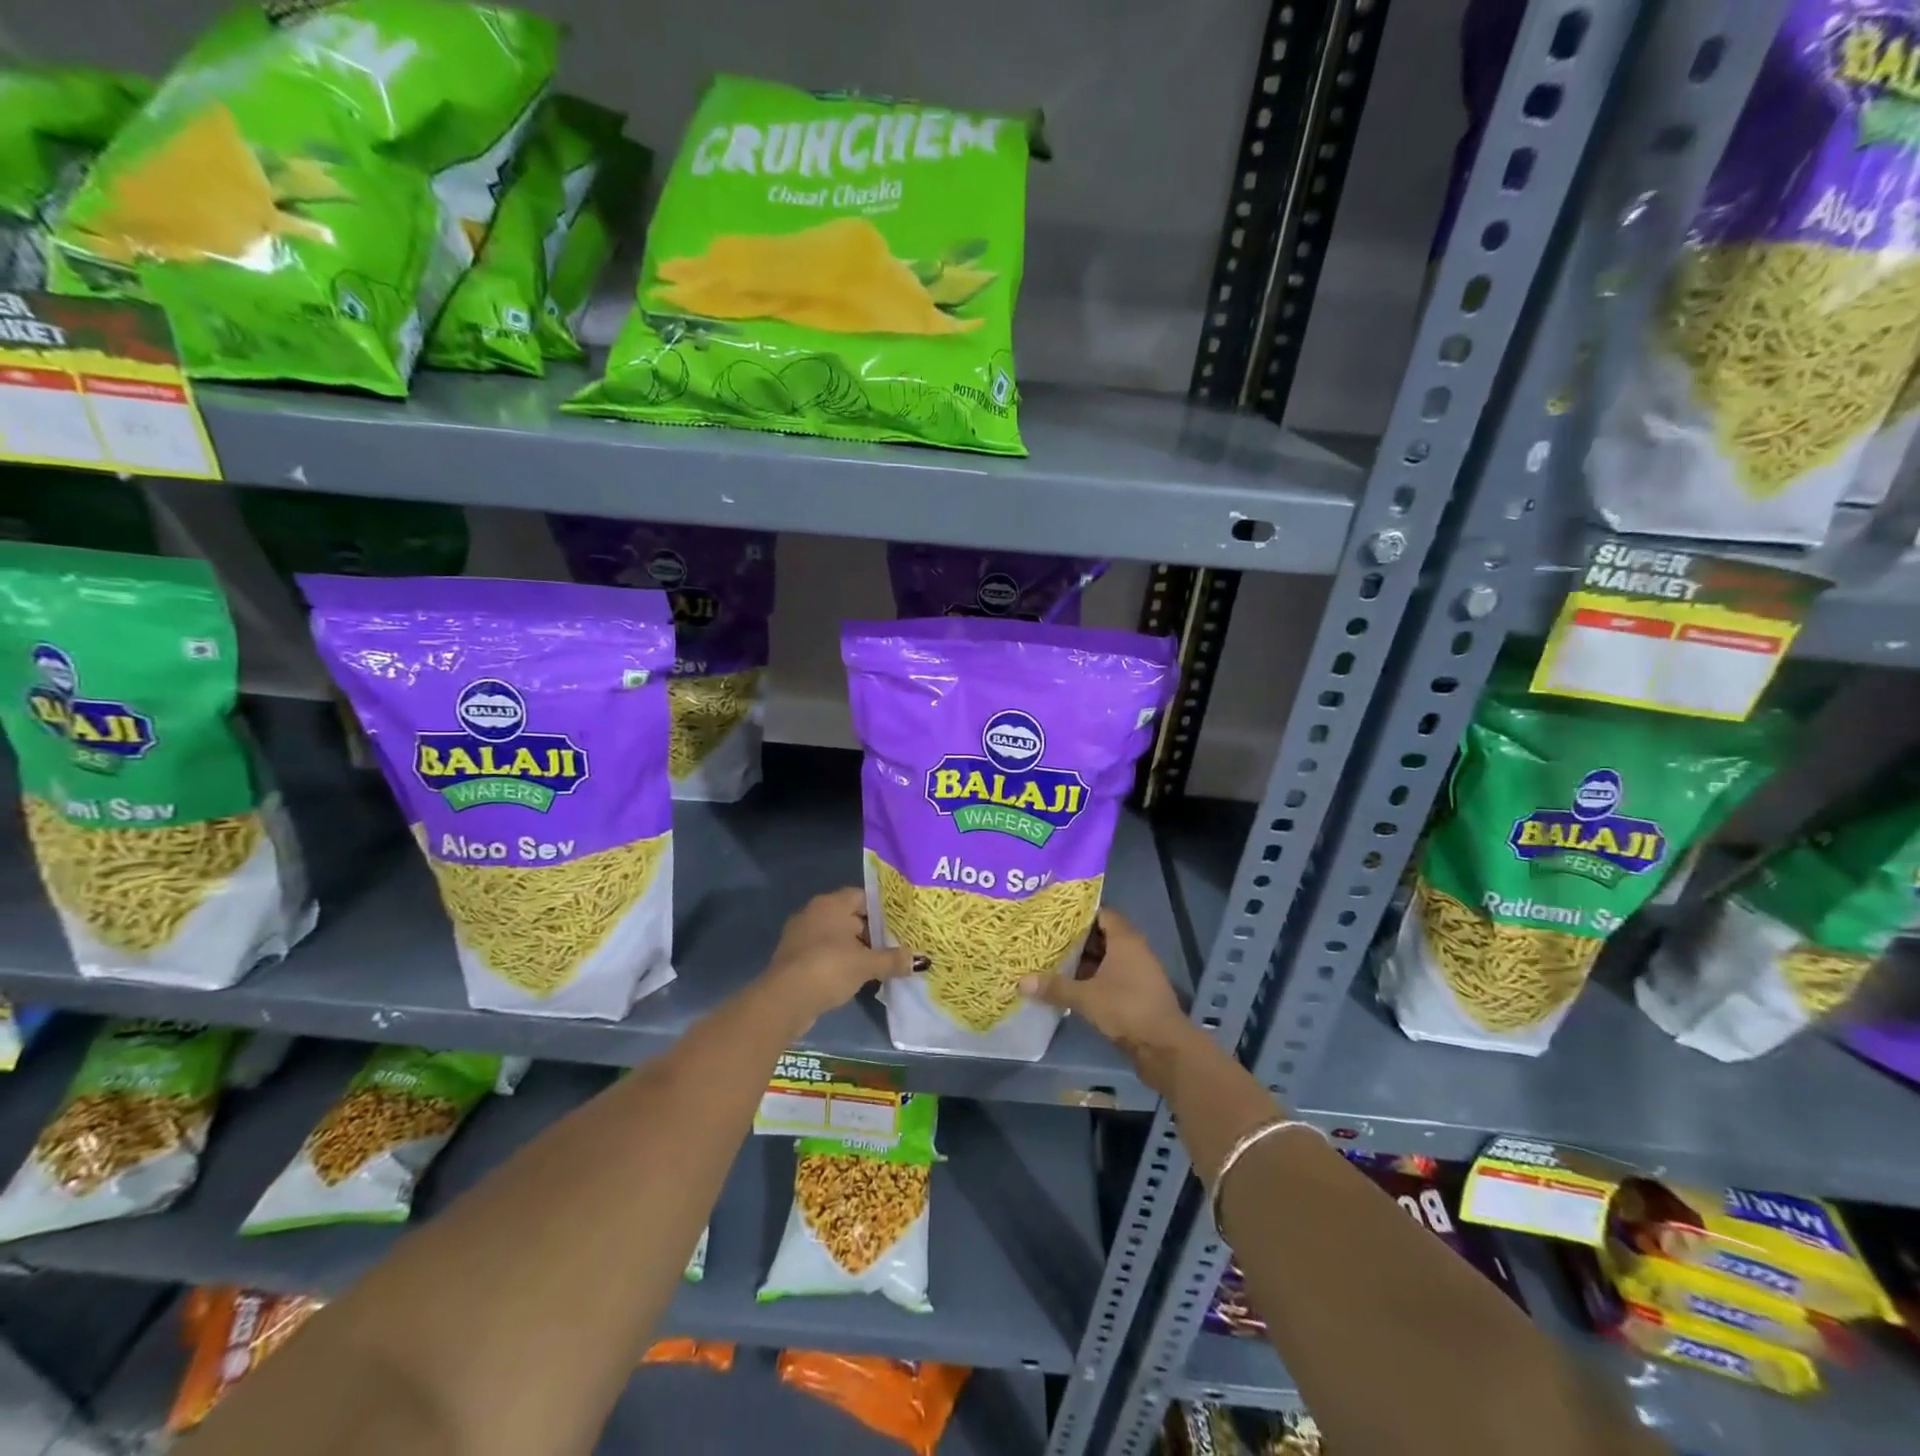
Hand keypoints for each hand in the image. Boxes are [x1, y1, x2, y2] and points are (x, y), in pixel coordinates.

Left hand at [762, 888, 920, 1030]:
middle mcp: (814, 912)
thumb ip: (893, 959)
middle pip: (850, 916)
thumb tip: (921, 960)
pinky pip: (824, 952)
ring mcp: (801, 934)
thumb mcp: (867, 964)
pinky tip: (855, 977)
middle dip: (871, 932)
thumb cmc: (829, 968)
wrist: (784, 999)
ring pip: (836, 936)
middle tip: (894, 946)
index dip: (883, 910)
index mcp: (832, 903)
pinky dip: (839, 961)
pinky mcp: (794, 956)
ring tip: (878, 963)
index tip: (900, 925)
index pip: (863, 897)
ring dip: (854, 949)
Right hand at [1019, 908, 1188, 1057]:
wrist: (1164, 1046)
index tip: (1055, 916)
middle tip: (1047, 939)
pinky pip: (1112, 976)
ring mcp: (1138, 972)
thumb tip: (1021, 982)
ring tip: (1053, 961)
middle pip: (1102, 936)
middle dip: (1076, 939)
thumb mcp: (1085, 997)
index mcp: (1125, 940)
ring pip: (1106, 958)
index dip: (1080, 913)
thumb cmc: (1126, 1008)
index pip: (1102, 913)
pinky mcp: (1137, 993)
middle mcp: (1134, 950)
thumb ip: (1055, 987)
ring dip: (1084, 961)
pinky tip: (1071, 986)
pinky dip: (1094, 978)